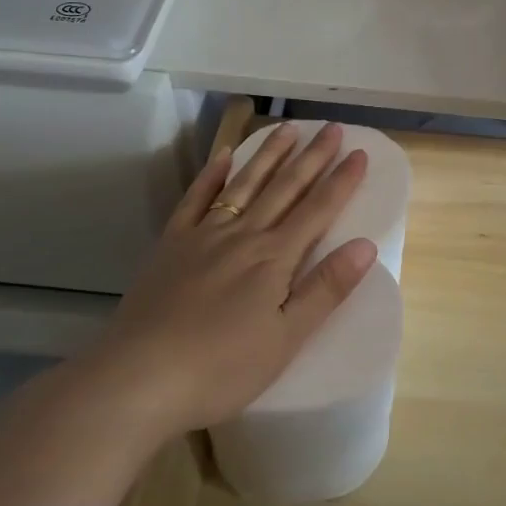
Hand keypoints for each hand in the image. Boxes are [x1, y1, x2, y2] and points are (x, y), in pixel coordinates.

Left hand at [89, 122, 376, 439]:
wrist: (139, 378)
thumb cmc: (221, 368)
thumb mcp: (286, 339)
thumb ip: (325, 289)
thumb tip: (366, 245)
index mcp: (274, 258)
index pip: (318, 210)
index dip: (342, 181)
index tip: (360, 152)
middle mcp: (243, 235)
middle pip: (284, 188)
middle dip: (312, 157)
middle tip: (332, 127)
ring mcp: (203, 236)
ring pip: (244, 184)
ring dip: (268, 155)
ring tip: (287, 129)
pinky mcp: (171, 245)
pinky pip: (195, 200)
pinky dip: (210, 176)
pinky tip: (222, 157)